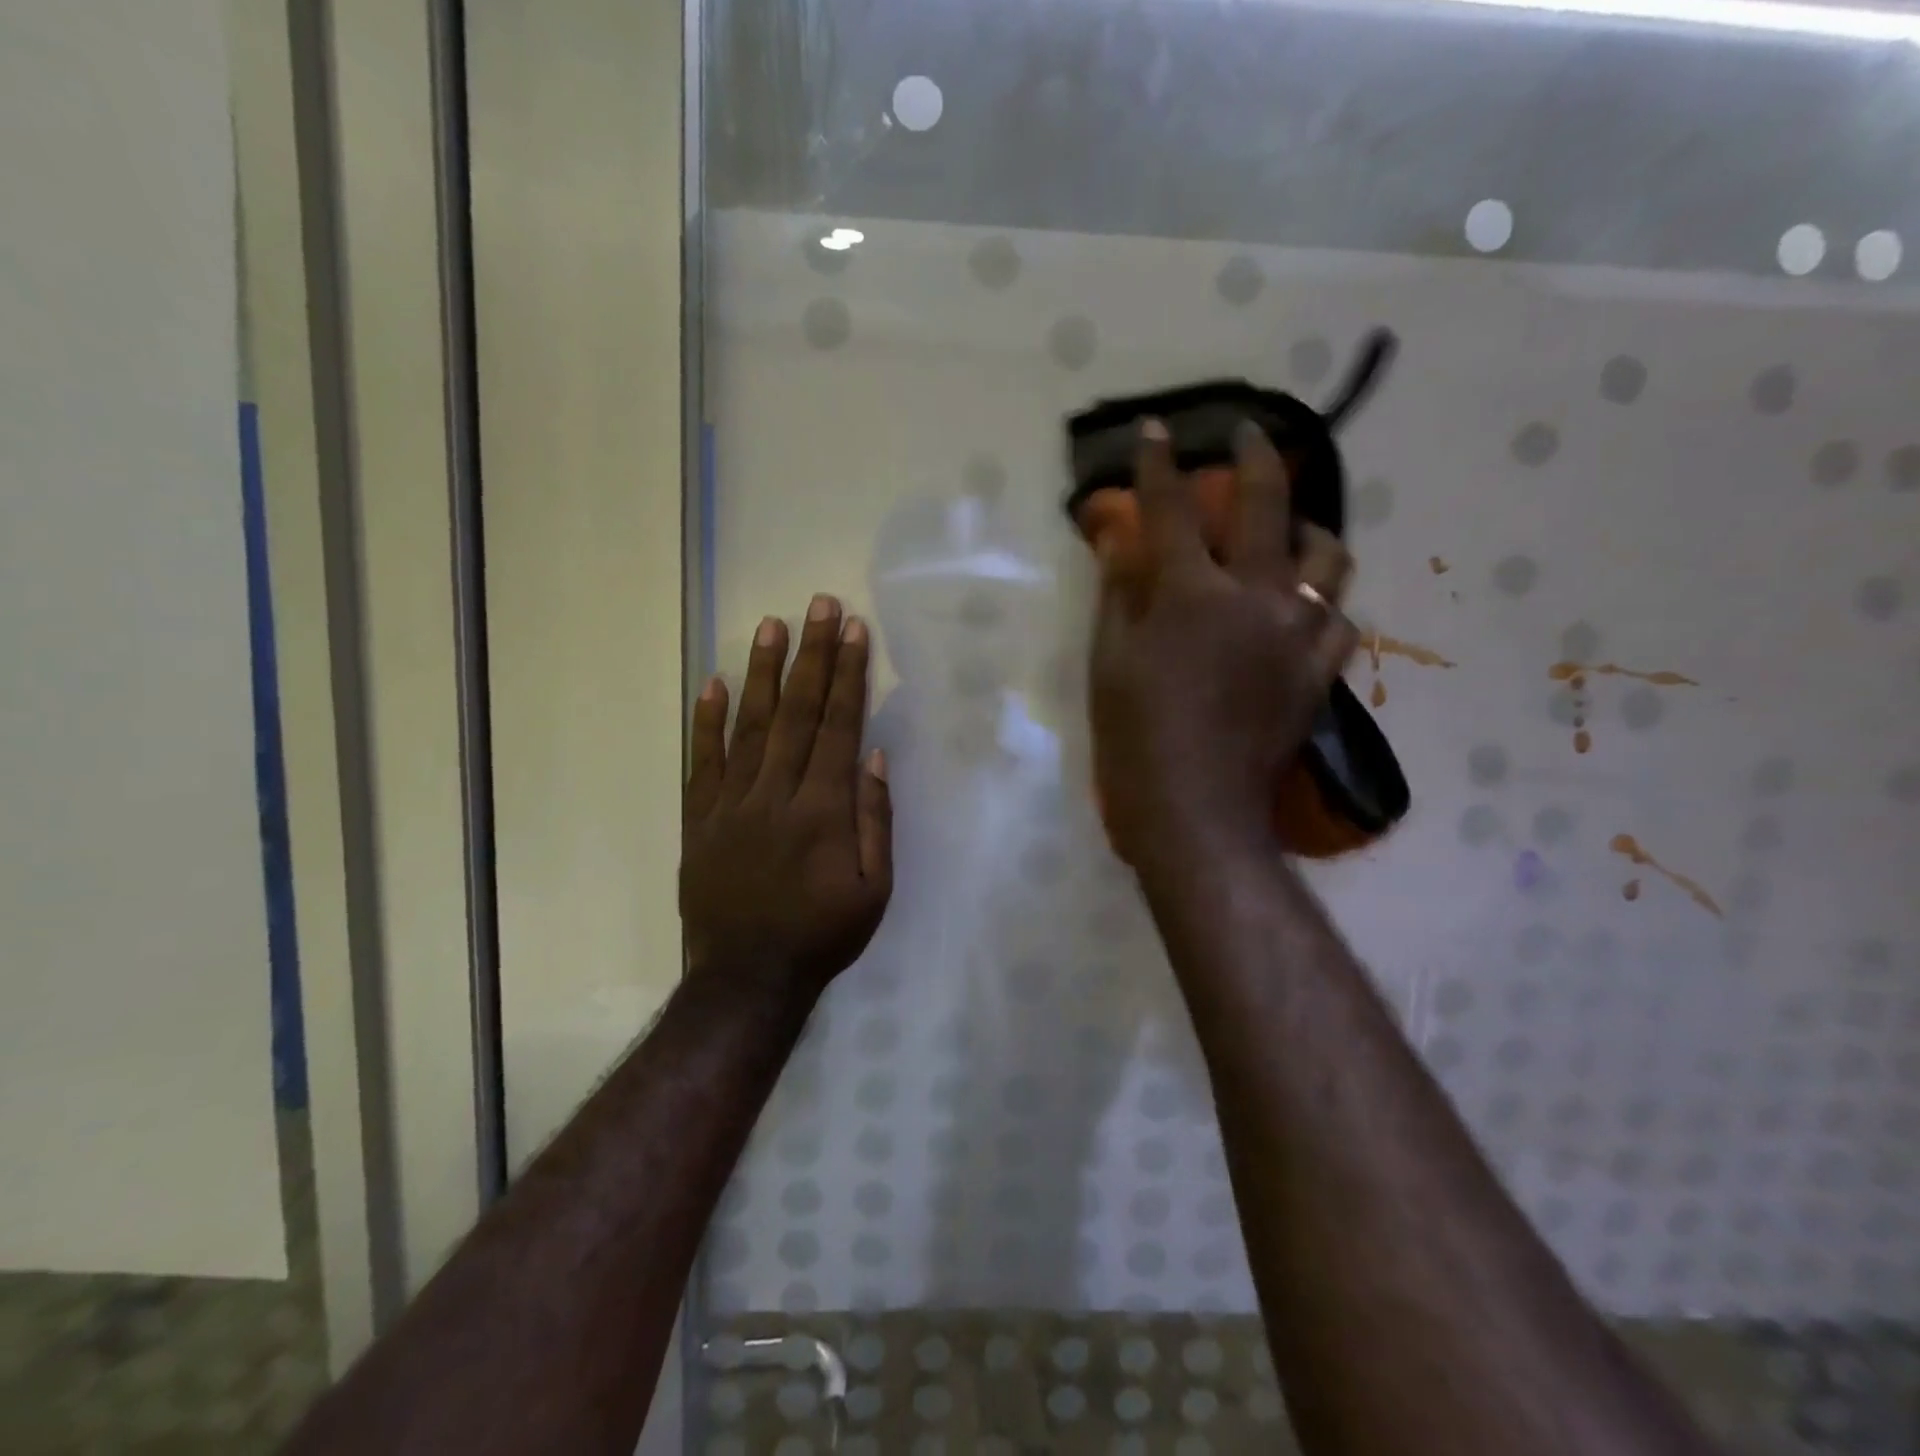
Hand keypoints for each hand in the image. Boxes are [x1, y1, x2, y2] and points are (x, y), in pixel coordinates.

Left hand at [680, 594, 892, 997]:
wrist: (746, 978)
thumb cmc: (822, 935)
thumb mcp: (873, 890)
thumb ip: (875, 821)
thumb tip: (874, 758)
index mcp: (823, 811)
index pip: (839, 727)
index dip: (849, 676)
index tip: (855, 631)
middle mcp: (776, 794)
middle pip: (798, 713)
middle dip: (813, 655)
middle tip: (820, 606)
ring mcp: (732, 804)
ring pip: (750, 725)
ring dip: (763, 672)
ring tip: (772, 625)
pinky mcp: (699, 818)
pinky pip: (702, 761)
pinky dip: (706, 720)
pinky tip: (714, 683)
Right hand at [1089, 419, 1357, 868]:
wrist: (1195, 811)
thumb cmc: (1135, 738)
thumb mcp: (1109, 663)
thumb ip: (1118, 594)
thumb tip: (1118, 540)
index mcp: (1192, 594)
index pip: (1171, 508)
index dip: (1159, 463)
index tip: (1155, 429)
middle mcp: (1256, 597)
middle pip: (1266, 504)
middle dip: (1255, 457)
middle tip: (1248, 435)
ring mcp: (1298, 633)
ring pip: (1328, 555)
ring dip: (1307, 527)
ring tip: (1291, 528)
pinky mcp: (1320, 672)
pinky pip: (1340, 617)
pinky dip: (1323, 600)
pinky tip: (1305, 603)